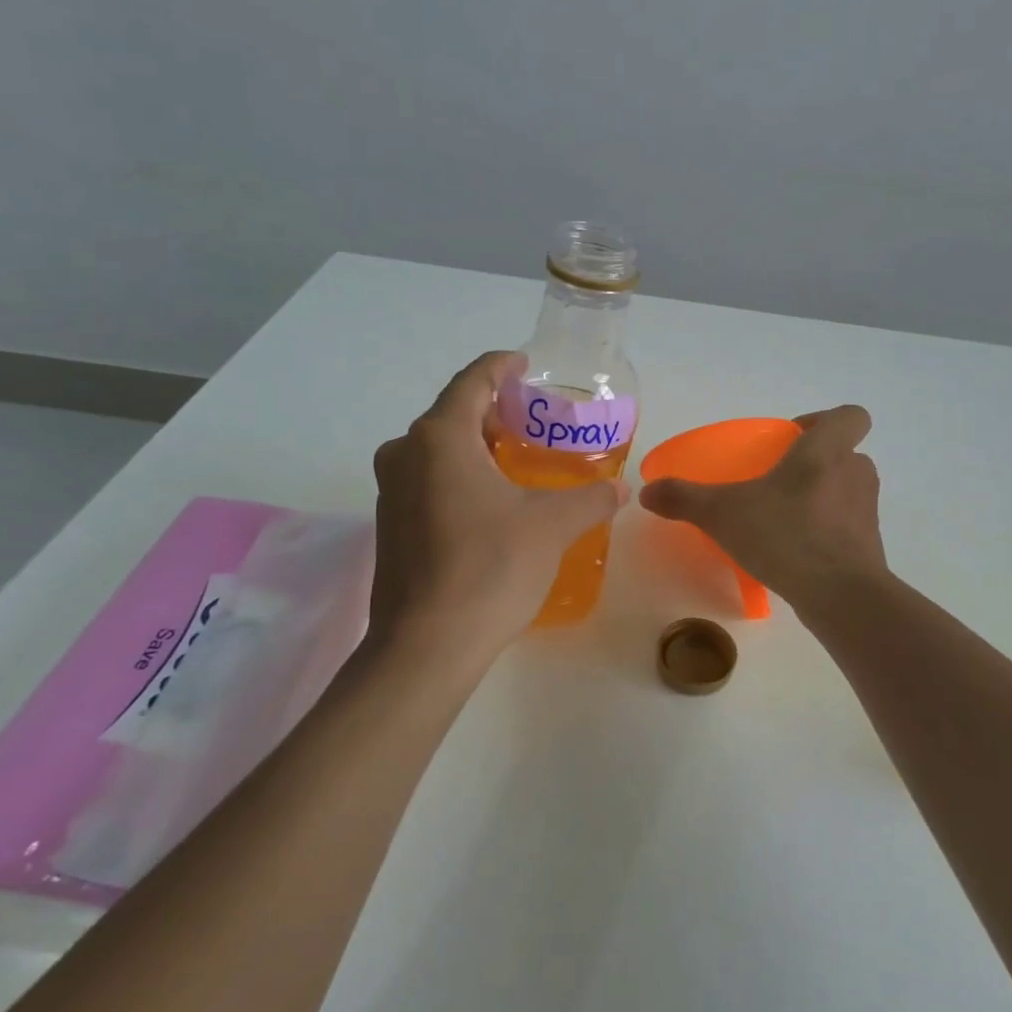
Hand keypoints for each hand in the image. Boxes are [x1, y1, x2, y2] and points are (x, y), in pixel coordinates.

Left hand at [368, 351, 628, 663]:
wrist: (427, 646)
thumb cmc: (490, 568)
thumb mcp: (552, 526)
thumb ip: (591, 499)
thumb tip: (622, 489)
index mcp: (440, 437)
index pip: (473, 380)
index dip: (502, 366)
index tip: (526, 365)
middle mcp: (405, 453)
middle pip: (454, 413)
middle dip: (495, 410)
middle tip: (536, 420)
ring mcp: (391, 491)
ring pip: (439, 449)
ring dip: (477, 446)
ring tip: (520, 459)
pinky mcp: (390, 525)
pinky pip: (428, 480)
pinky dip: (460, 475)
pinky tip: (493, 501)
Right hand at [639, 405, 886, 608]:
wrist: (840, 596)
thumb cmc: (786, 535)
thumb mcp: (723, 513)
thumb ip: (684, 498)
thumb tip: (647, 492)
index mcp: (827, 451)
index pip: (850, 415)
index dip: (825, 420)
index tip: (793, 439)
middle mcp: (855, 474)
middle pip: (845, 454)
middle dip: (815, 464)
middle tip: (778, 482)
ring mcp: (867, 512)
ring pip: (847, 491)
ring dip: (822, 498)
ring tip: (784, 519)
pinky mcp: (870, 547)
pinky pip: (847, 528)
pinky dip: (827, 533)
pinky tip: (797, 553)